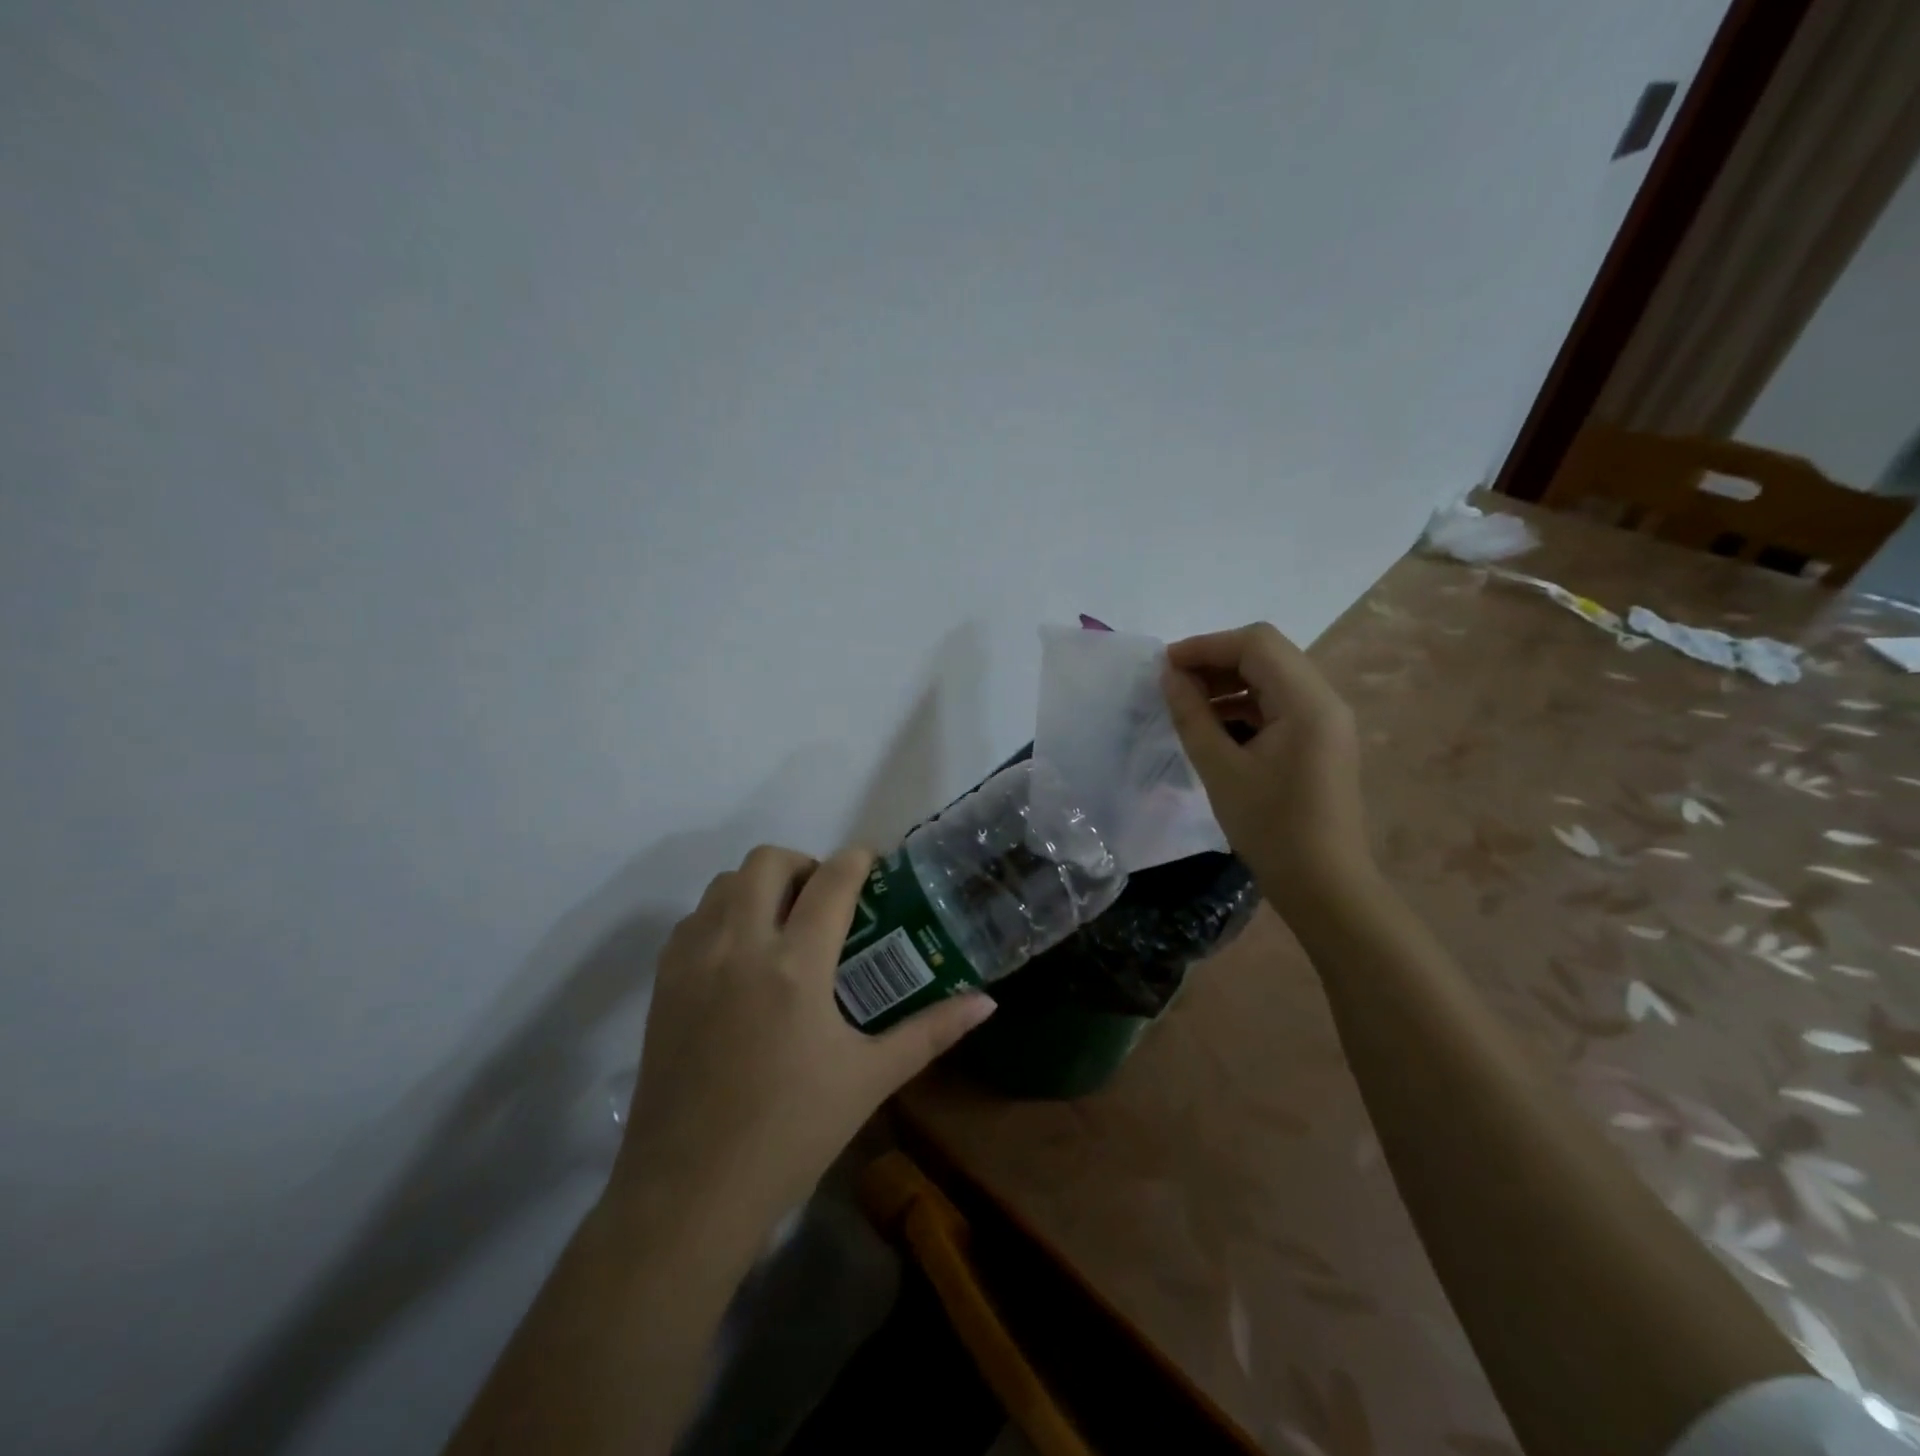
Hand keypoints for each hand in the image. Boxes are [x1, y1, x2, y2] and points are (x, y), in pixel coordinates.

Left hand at [612, 845, 996, 1218]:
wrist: (688, 1194)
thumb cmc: (791, 1135)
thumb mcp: (870, 1079)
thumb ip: (931, 1031)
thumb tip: (986, 1003)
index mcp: (796, 966)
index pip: (831, 881)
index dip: (857, 860)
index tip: (871, 864)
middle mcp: (740, 946)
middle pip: (768, 860)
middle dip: (803, 863)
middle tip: (823, 898)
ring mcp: (693, 961)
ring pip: (724, 883)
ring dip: (759, 886)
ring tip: (782, 923)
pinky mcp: (662, 983)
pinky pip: (694, 919)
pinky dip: (722, 915)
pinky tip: (741, 956)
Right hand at [1162, 623, 1371, 910]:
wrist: (1324, 885)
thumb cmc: (1271, 827)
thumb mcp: (1221, 769)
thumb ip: (1192, 715)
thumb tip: (1169, 676)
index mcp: (1307, 702)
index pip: (1256, 643)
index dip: (1206, 645)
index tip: (1165, 666)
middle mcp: (1324, 700)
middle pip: (1267, 654)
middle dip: (1216, 661)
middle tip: (1173, 684)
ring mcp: (1326, 721)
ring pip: (1272, 678)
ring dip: (1229, 682)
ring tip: (1187, 705)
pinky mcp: (1320, 741)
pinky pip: (1279, 705)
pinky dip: (1244, 705)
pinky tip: (1215, 727)